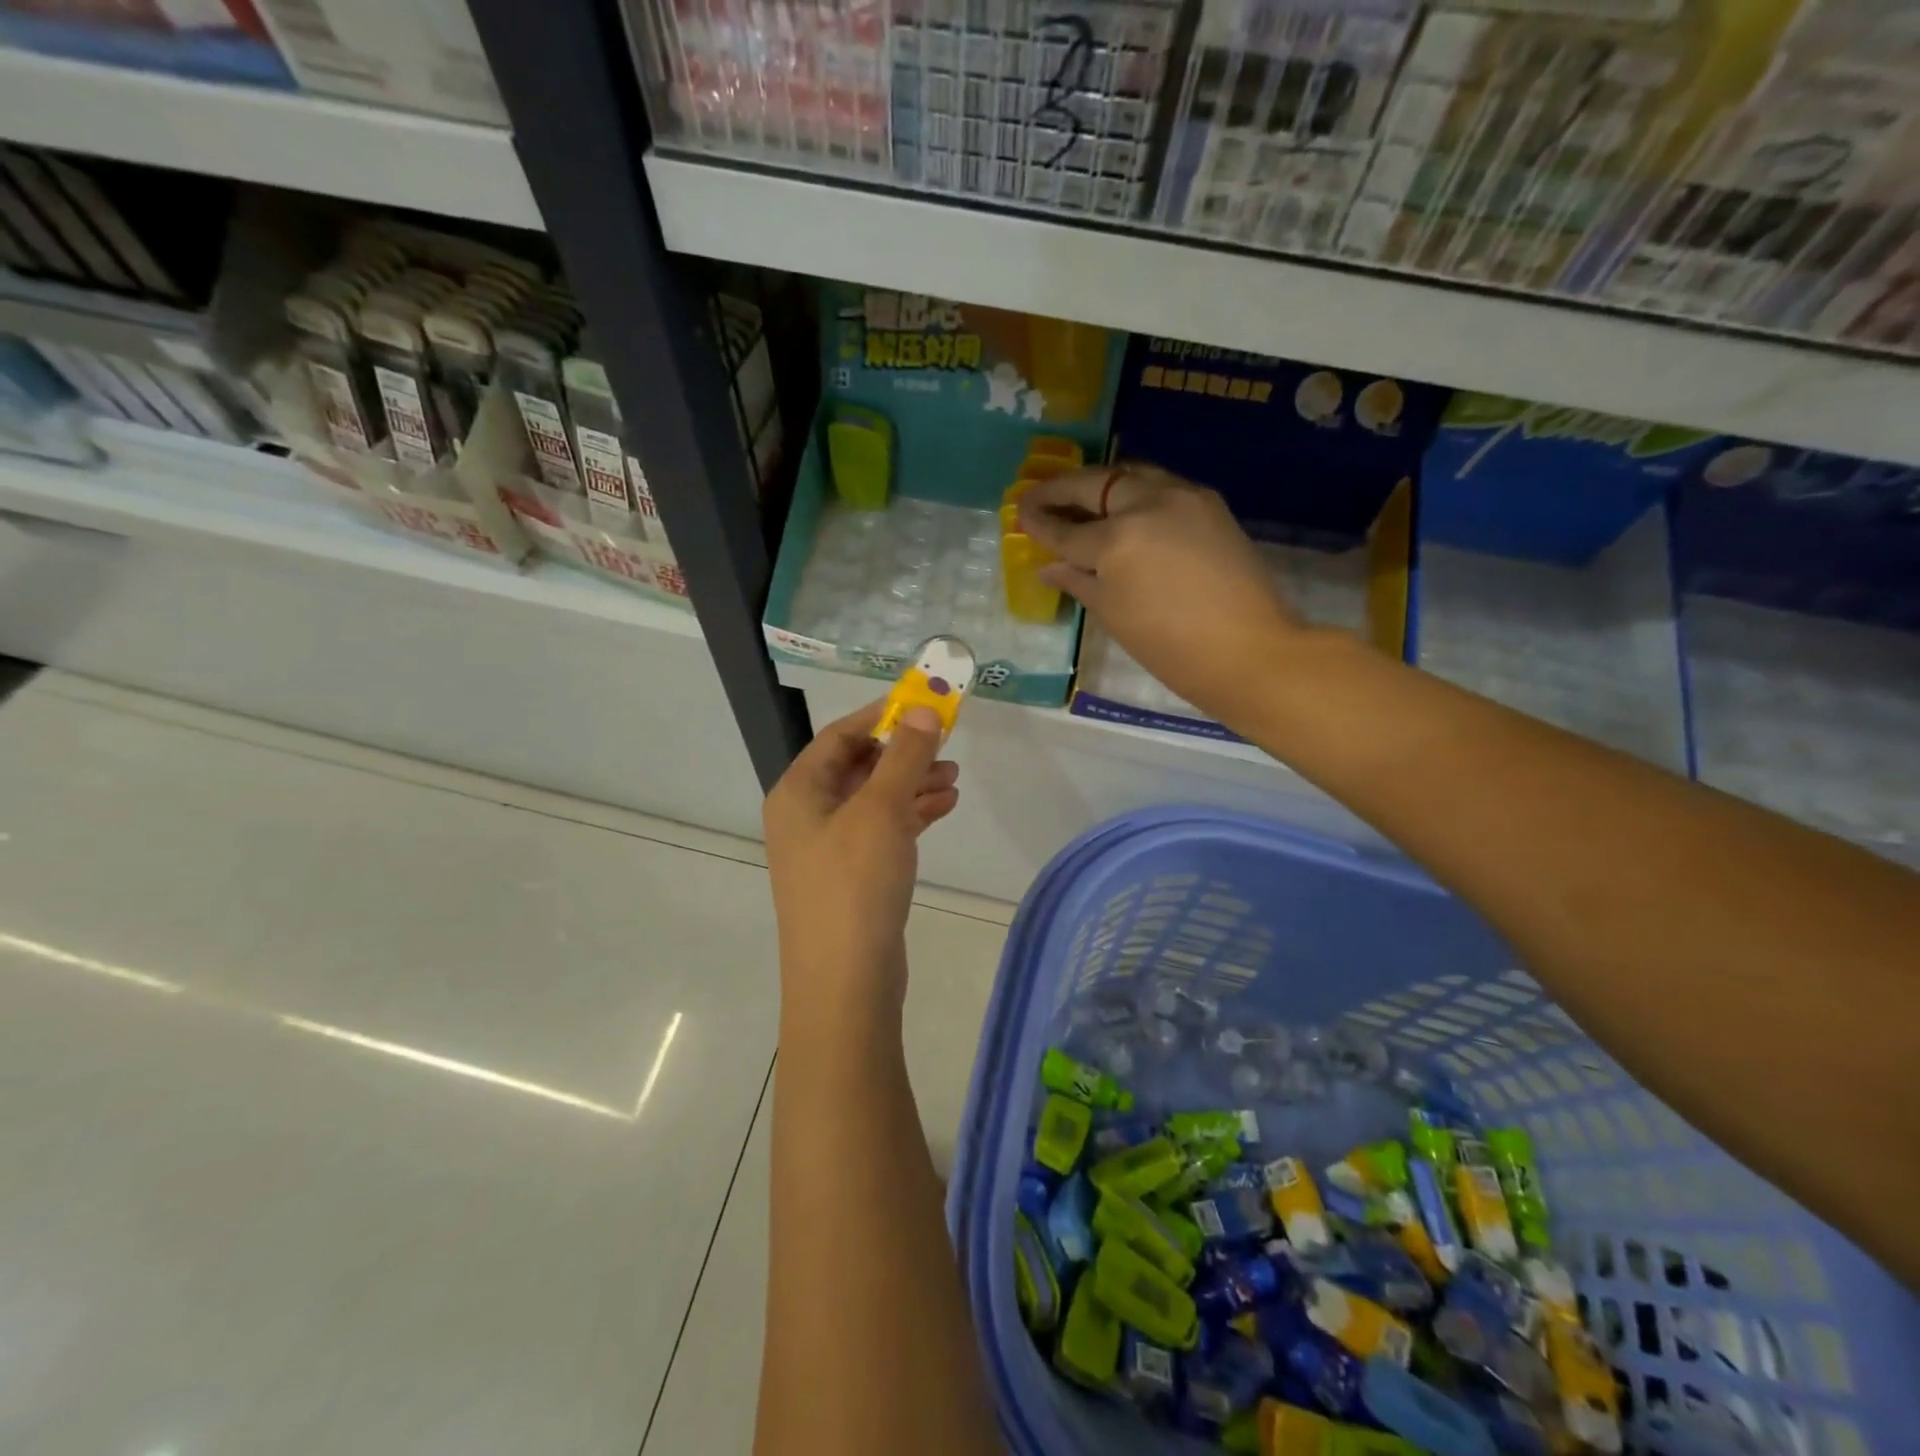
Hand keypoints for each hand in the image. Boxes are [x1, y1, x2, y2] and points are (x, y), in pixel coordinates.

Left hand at [764, 700, 959, 1022]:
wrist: (845, 984)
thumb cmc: (855, 884)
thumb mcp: (881, 810)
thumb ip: (904, 756)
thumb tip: (923, 710)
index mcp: (798, 792)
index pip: (838, 736)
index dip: (881, 716)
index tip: (923, 706)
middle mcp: (806, 816)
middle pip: (857, 767)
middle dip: (903, 755)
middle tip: (947, 748)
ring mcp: (827, 850)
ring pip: (873, 801)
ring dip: (911, 785)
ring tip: (954, 781)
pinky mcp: (850, 878)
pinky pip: (880, 832)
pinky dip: (910, 817)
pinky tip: (943, 809)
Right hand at [1018, 463, 1306, 729]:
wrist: (1248, 651)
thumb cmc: (1170, 646)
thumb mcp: (1113, 614)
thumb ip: (1079, 581)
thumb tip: (1051, 567)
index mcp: (1118, 539)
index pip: (1067, 528)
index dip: (1040, 523)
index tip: (1019, 513)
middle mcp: (1148, 503)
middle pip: (1097, 484)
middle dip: (1063, 488)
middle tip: (1037, 494)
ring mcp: (1184, 497)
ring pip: (1131, 475)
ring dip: (1101, 484)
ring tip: (1080, 497)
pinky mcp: (1210, 504)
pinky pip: (1161, 486)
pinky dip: (1135, 492)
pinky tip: (1124, 508)